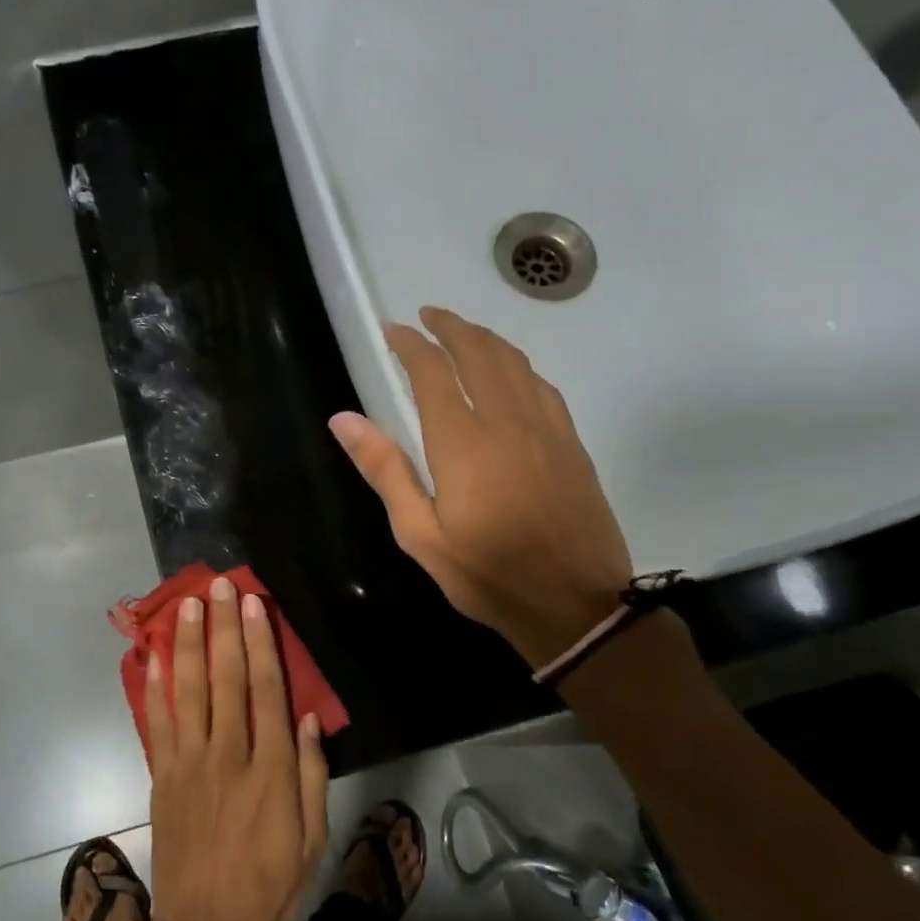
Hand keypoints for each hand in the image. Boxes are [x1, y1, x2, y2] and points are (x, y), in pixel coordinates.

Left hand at [136, 577, 329, 920]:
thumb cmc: (269, 887)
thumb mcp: (312, 839)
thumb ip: (312, 775)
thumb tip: (310, 718)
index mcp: (270, 770)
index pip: (266, 690)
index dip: (261, 643)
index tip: (255, 605)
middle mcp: (228, 755)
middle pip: (225, 678)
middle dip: (224, 627)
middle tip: (221, 586)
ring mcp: (189, 764)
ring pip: (188, 690)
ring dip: (187, 643)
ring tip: (187, 604)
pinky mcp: (163, 777)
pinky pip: (157, 722)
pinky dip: (154, 686)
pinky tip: (154, 655)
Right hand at [330, 305, 633, 667]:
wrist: (576, 605)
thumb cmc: (487, 574)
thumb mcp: (420, 534)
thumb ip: (385, 469)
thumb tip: (343, 418)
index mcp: (463, 442)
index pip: (433, 372)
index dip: (410, 344)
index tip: (393, 330)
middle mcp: (507, 421)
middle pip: (479, 353)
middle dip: (451, 327)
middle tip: (428, 315)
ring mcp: (546, 429)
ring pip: (515, 363)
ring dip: (485, 339)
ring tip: (463, 333)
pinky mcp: (572, 444)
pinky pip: (542, 385)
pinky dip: (518, 365)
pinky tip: (511, 372)